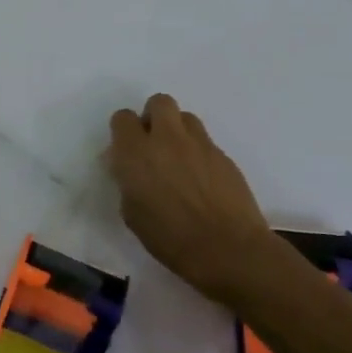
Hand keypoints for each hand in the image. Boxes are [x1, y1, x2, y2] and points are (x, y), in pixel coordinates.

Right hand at [107, 93, 273, 299]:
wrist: (228, 250)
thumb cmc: (170, 238)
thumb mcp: (132, 212)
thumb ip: (128, 182)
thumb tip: (131, 171)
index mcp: (135, 153)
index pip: (123, 118)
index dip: (123, 130)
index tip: (126, 149)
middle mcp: (166, 139)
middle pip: (159, 102)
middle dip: (153, 116)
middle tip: (153, 143)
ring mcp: (199, 145)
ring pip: (186, 118)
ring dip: (178, 131)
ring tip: (179, 158)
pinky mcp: (225, 157)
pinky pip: (206, 142)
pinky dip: (199, 153)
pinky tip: (201, 180)